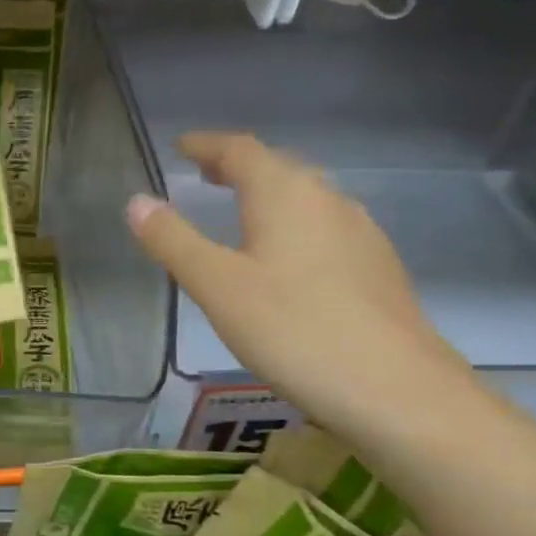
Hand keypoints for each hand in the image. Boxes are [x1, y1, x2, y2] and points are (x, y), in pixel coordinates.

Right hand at [126, 131, 467, 428]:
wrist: (398, 391)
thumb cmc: (295, 330)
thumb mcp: (217, 286)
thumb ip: (173, 241)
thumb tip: (137, 201)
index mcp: (285, 194)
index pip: (240, 149)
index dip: (206, 144)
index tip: (180, 146)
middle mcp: (328, 200)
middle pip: (278, 168)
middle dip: (238, 166)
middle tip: (205, 175)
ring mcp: (361, 233)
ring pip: (306, 198)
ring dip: (269, 195)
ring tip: (241, 212)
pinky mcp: (378, 268)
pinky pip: (325, 227)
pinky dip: (294, 225)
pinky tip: (289, 259)